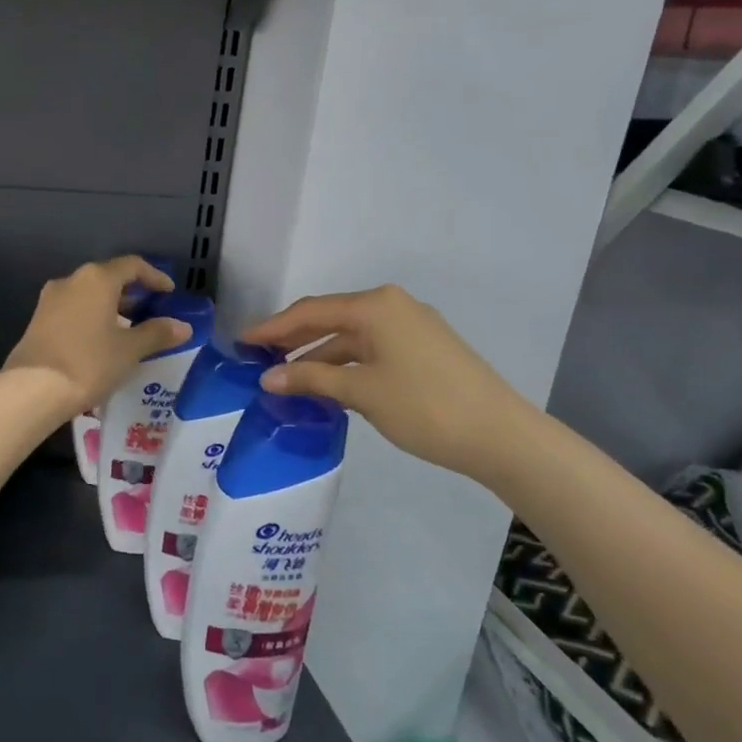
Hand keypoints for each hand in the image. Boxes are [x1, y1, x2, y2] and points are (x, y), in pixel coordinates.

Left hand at [3, 257, 189, 419]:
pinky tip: (102, 342)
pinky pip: (74, 310)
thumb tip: (182, 326)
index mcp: (97, 279)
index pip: (132, 265)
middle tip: (152, 313)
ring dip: (112, 308)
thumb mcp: (129, 350)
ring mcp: (51, 300)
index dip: (154, 277)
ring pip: (89, 295)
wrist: (31, 390)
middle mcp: (72, 280)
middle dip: (133, 294)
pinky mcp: (39, 320)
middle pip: (108, 278)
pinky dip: (93, 318)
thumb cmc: (88, 363)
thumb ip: (157, 333)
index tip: (169, 293)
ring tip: (130, 330)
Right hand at [241, 285, 541, 486]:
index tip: (240, 341)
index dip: (272, 327)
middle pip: (329, 318)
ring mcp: (410, 327)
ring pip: (350, 336)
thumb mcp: (361, 392)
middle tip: (256, 357)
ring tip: (285, 378)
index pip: (310, 311)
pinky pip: (370, 349)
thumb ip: (311, 379)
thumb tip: (267, 376)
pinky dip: (344, 364)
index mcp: (375, 306)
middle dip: (292, 338)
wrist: (501, 435)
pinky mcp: (423, 349)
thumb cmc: (425, 407)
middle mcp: (391, 306)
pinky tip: (326, 384)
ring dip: (318, 355)